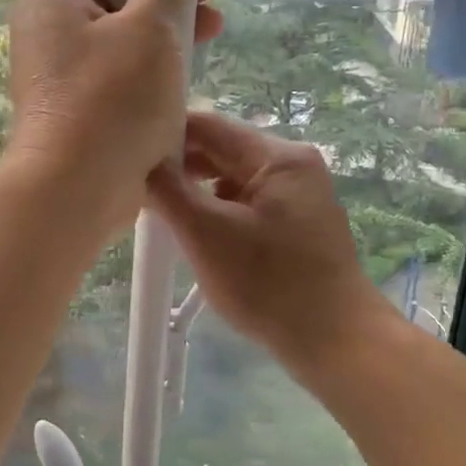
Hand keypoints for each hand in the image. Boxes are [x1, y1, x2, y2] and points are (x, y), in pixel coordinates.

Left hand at [7, 0, 221, 231]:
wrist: (75, 192)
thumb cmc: (112, 102)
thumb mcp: (151, 30)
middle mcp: (48, 28)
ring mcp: (61, 71)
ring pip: (116, 28)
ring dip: (164, 21)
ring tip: (212, 28)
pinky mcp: (79, 106)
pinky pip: (115, 67)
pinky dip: (150, 60)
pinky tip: (187, 70)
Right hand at [148, 110, 390, 375]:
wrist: (335, 340)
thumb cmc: (269, 284)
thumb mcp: (206, 234)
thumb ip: (169, 191)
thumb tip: (143, 163)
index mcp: (278, 156)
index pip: (208, 125)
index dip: (165, 136)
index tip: (129, 157)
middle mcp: (294, 165)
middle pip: (222, 150)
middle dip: (180, 168)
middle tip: (139, 191)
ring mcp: (300, 194)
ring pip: (233, 178)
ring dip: (198, 192)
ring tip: (164, 215)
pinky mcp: (299, 222)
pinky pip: (249, 203)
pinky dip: (220, 212)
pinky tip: (199, 235)